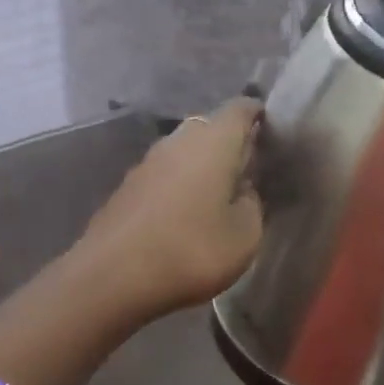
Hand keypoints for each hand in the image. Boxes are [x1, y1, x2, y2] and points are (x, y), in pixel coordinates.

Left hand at [73, 99, 264, 322]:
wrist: (112, 276)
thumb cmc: (191, 250)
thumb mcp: (245, 236)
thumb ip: (253, 205)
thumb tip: (244, 189)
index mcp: (214, 142)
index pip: (240, 108)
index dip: (257, 113)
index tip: (271, 130)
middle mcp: (178, 141)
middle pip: (209, 127)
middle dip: (229, 142)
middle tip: (248, 169)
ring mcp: (146, 162)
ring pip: (183, 151)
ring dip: (201, 165)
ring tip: (218, 194)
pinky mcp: (126, 187)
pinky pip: (163, 175)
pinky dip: (178, 185)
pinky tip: (184, 214)